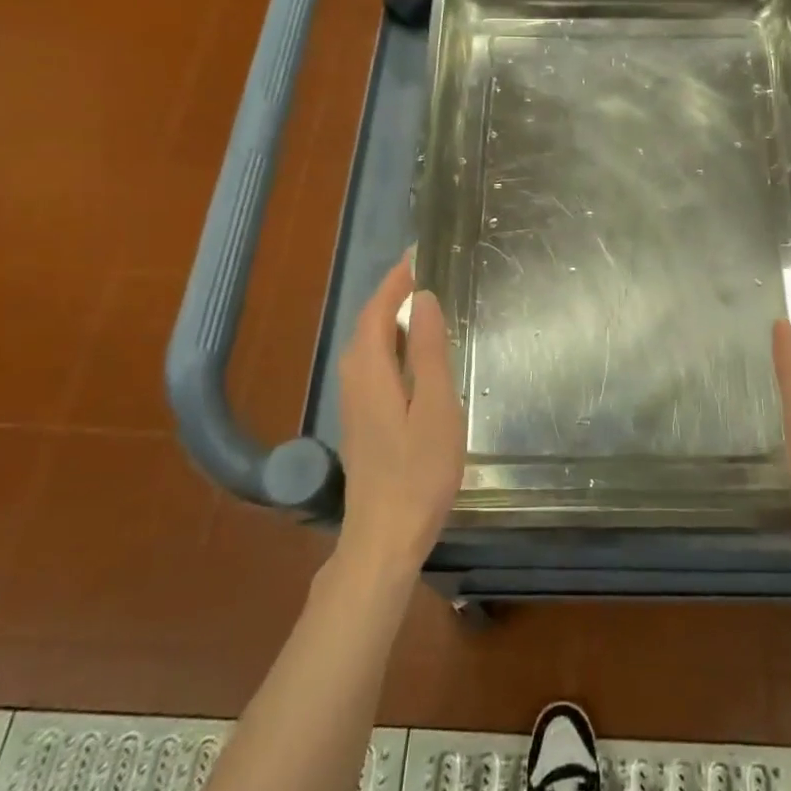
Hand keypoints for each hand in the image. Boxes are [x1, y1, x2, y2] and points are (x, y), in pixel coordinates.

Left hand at [335, 255, 466, 581]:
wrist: (384, 536)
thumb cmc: (419, 471)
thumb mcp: (436, 406)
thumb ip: (430, 351)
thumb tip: (423, 299)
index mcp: (371, 370)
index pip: (378, 310)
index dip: (394, 281)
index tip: (416, 255)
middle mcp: (355, 380)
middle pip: (368, 325)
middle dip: (390, 295)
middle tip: (420, 274)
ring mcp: (354, 404)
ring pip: (367, 347)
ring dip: (388, 319)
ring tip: (418, 304)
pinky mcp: (362, 422)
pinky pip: (371, 366)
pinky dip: (389, 345)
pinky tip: (410, 356)